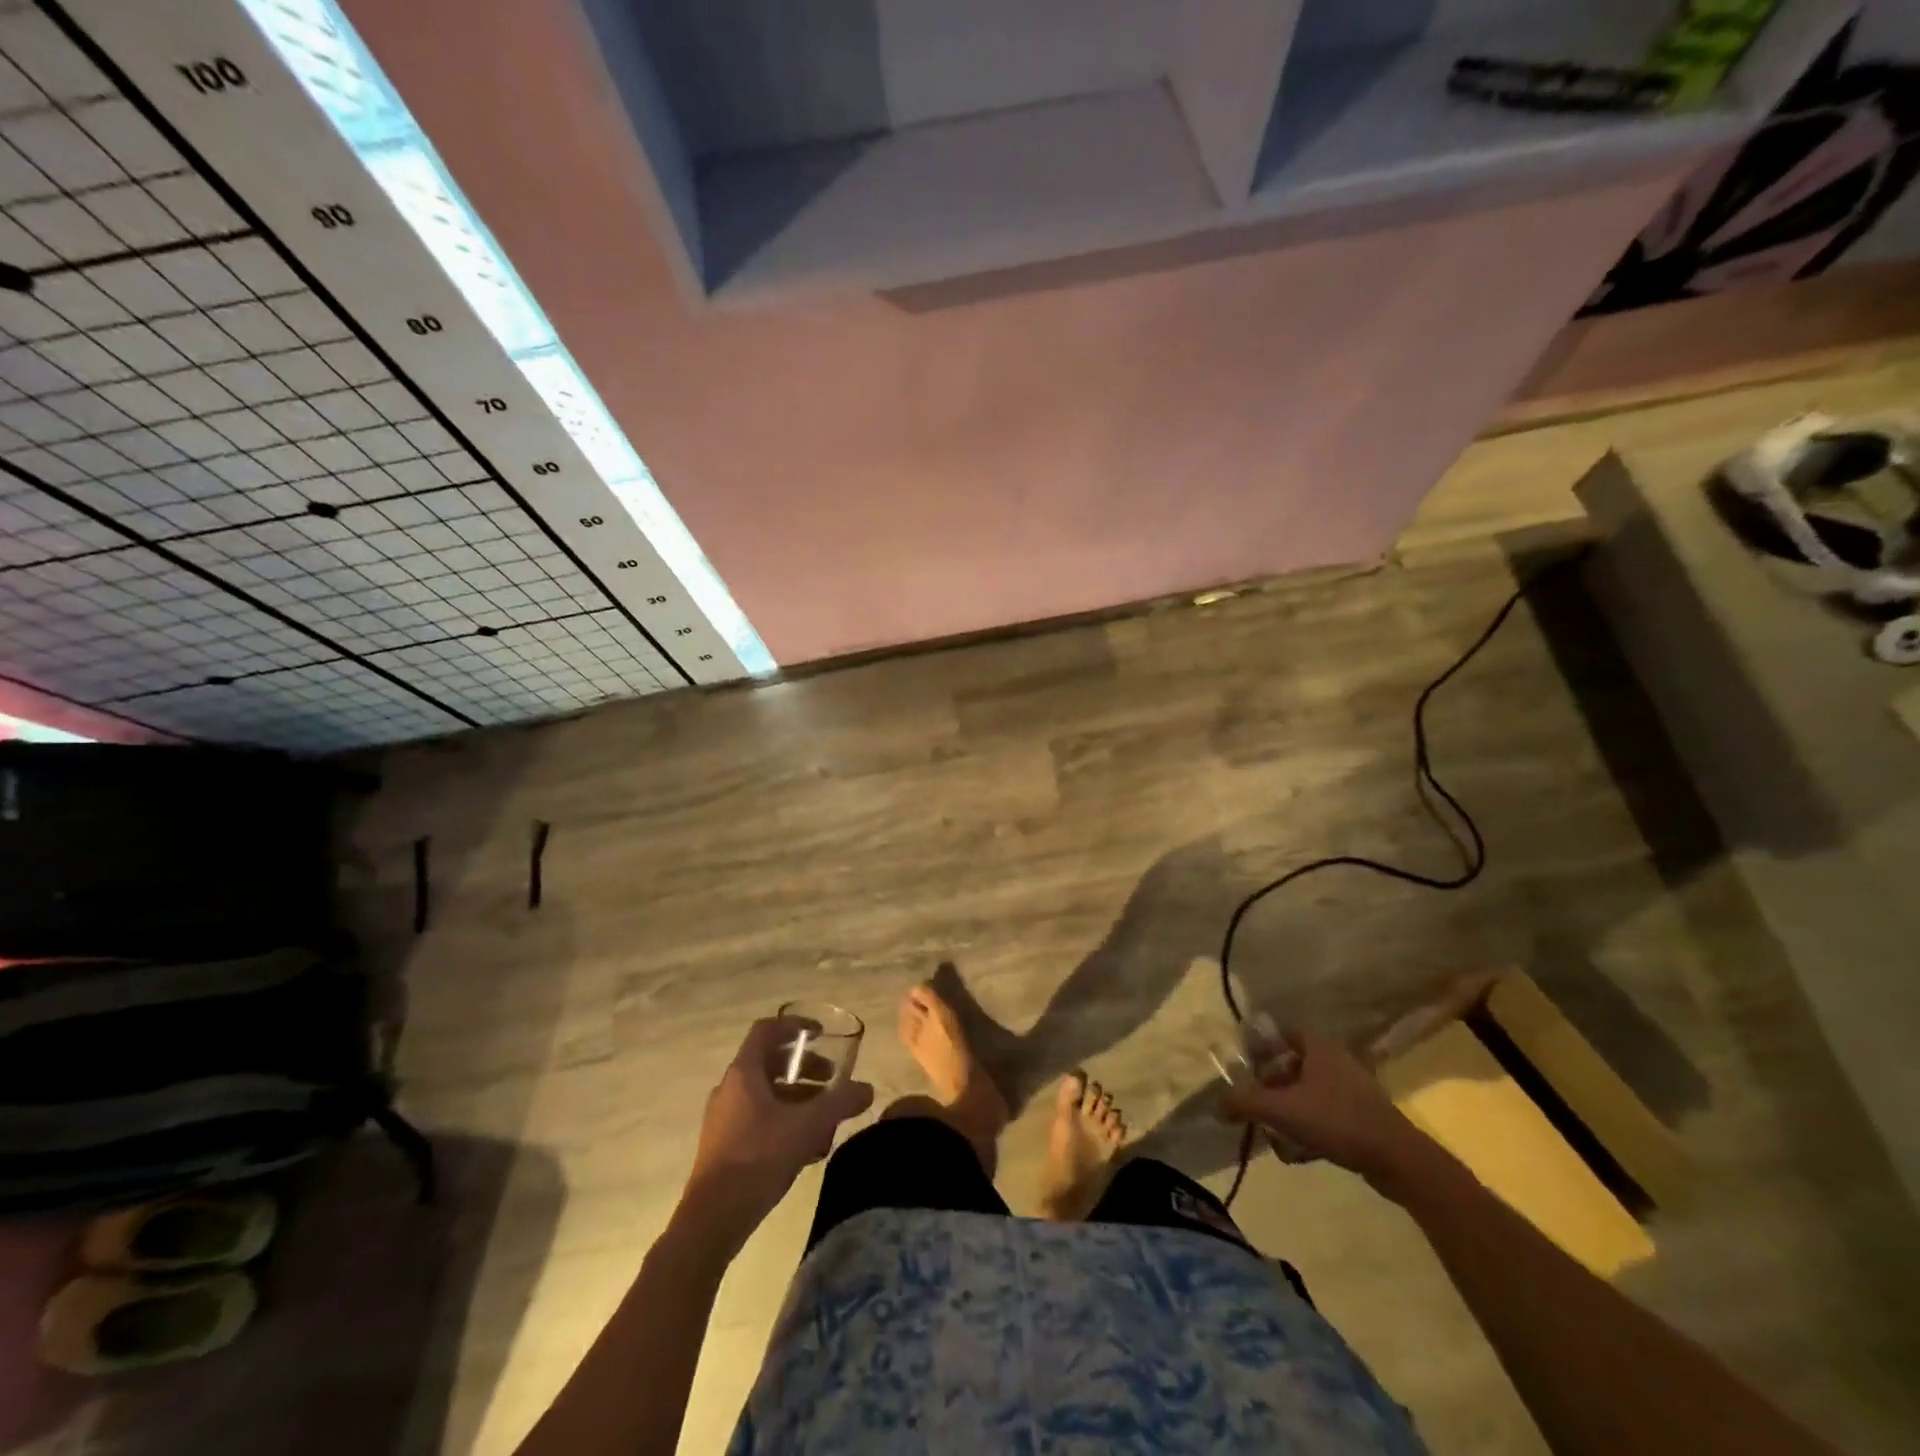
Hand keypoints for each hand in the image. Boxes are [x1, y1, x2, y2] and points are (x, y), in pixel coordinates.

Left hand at [680, 1017, 874, 1245]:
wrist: (713, 1219)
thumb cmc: (758, 1157)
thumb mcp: (808, 1126)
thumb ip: (840, 1103)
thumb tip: (867, 1089)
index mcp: (744, 1073)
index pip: (767, 1030)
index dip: (795, 1026)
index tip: (821, 1034)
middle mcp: (730, 1088)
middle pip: (770, 1062)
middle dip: (804, 1067)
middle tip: (832, 1080)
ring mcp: (724, 1117)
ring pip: (766, 1092)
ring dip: (797, 1096)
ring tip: (824, 1116)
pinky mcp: (724, 1144)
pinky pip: (758, 1117)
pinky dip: (784, 1118)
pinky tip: (806, 1145)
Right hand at [1217, 1027, 1438, 1200]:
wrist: (1398, 1160)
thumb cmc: (1336, 1121)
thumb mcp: (1281, 1110)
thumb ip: (1244, 1104)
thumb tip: (1217, 1106)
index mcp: (1318, 1046)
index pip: (1280, 1033)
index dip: (1259, 1048)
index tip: (1244, 1069)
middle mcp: (1336, 1059)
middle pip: (1291, 1065)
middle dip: (1271, 1087)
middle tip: (1256, 1106)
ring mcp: (1353, 1088)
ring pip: (1307, 1093)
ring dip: (1288, 1112)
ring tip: (1276, 1135)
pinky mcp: (1364, 1115)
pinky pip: (1325, 1114)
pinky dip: (1309, 1127)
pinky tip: (1299, 1152)